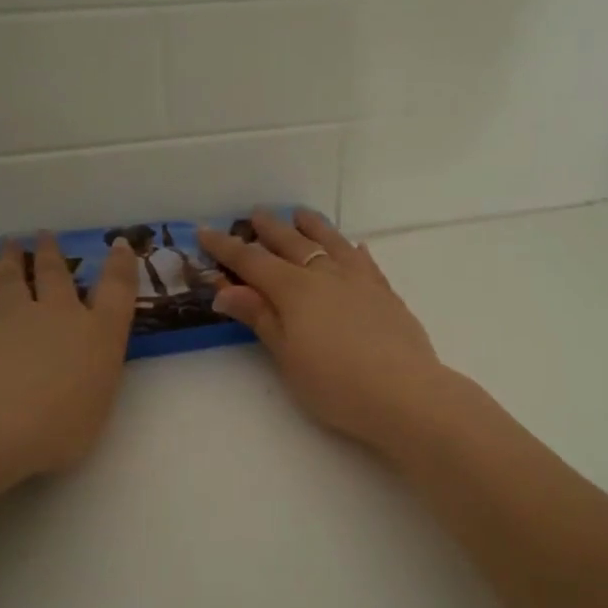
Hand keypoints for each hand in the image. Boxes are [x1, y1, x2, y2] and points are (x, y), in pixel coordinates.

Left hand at [0, 233, 138, 521]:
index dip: (121, 266)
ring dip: (10, 260)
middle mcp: (58, 317)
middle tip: (46, 235)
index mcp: (98, 335)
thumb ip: (90, 388)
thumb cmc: (62, 426)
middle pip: (57, 275)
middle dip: (53, 254)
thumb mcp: (96, 410)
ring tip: (9, 243)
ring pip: (10, 280)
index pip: (117, 291)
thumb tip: (80, 383)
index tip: (121, 245)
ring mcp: (12, 320)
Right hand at [198, 210, 450, 453]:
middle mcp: (326, 275)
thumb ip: (260, 317)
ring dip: (313, 227)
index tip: (205, 231)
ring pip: (332, 243)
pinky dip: (353, 250)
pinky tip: (354, 247)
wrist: (402, 392)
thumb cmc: (334, 383)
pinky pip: (365, 261)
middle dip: (270, 229)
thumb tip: (226, 291)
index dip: (227, 247)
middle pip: (292, 244)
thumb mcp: (287, 355)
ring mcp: (360, 280)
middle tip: (256, 215)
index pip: (252, 262)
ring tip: (300, 215)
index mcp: (295, 290)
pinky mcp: (385, 293)